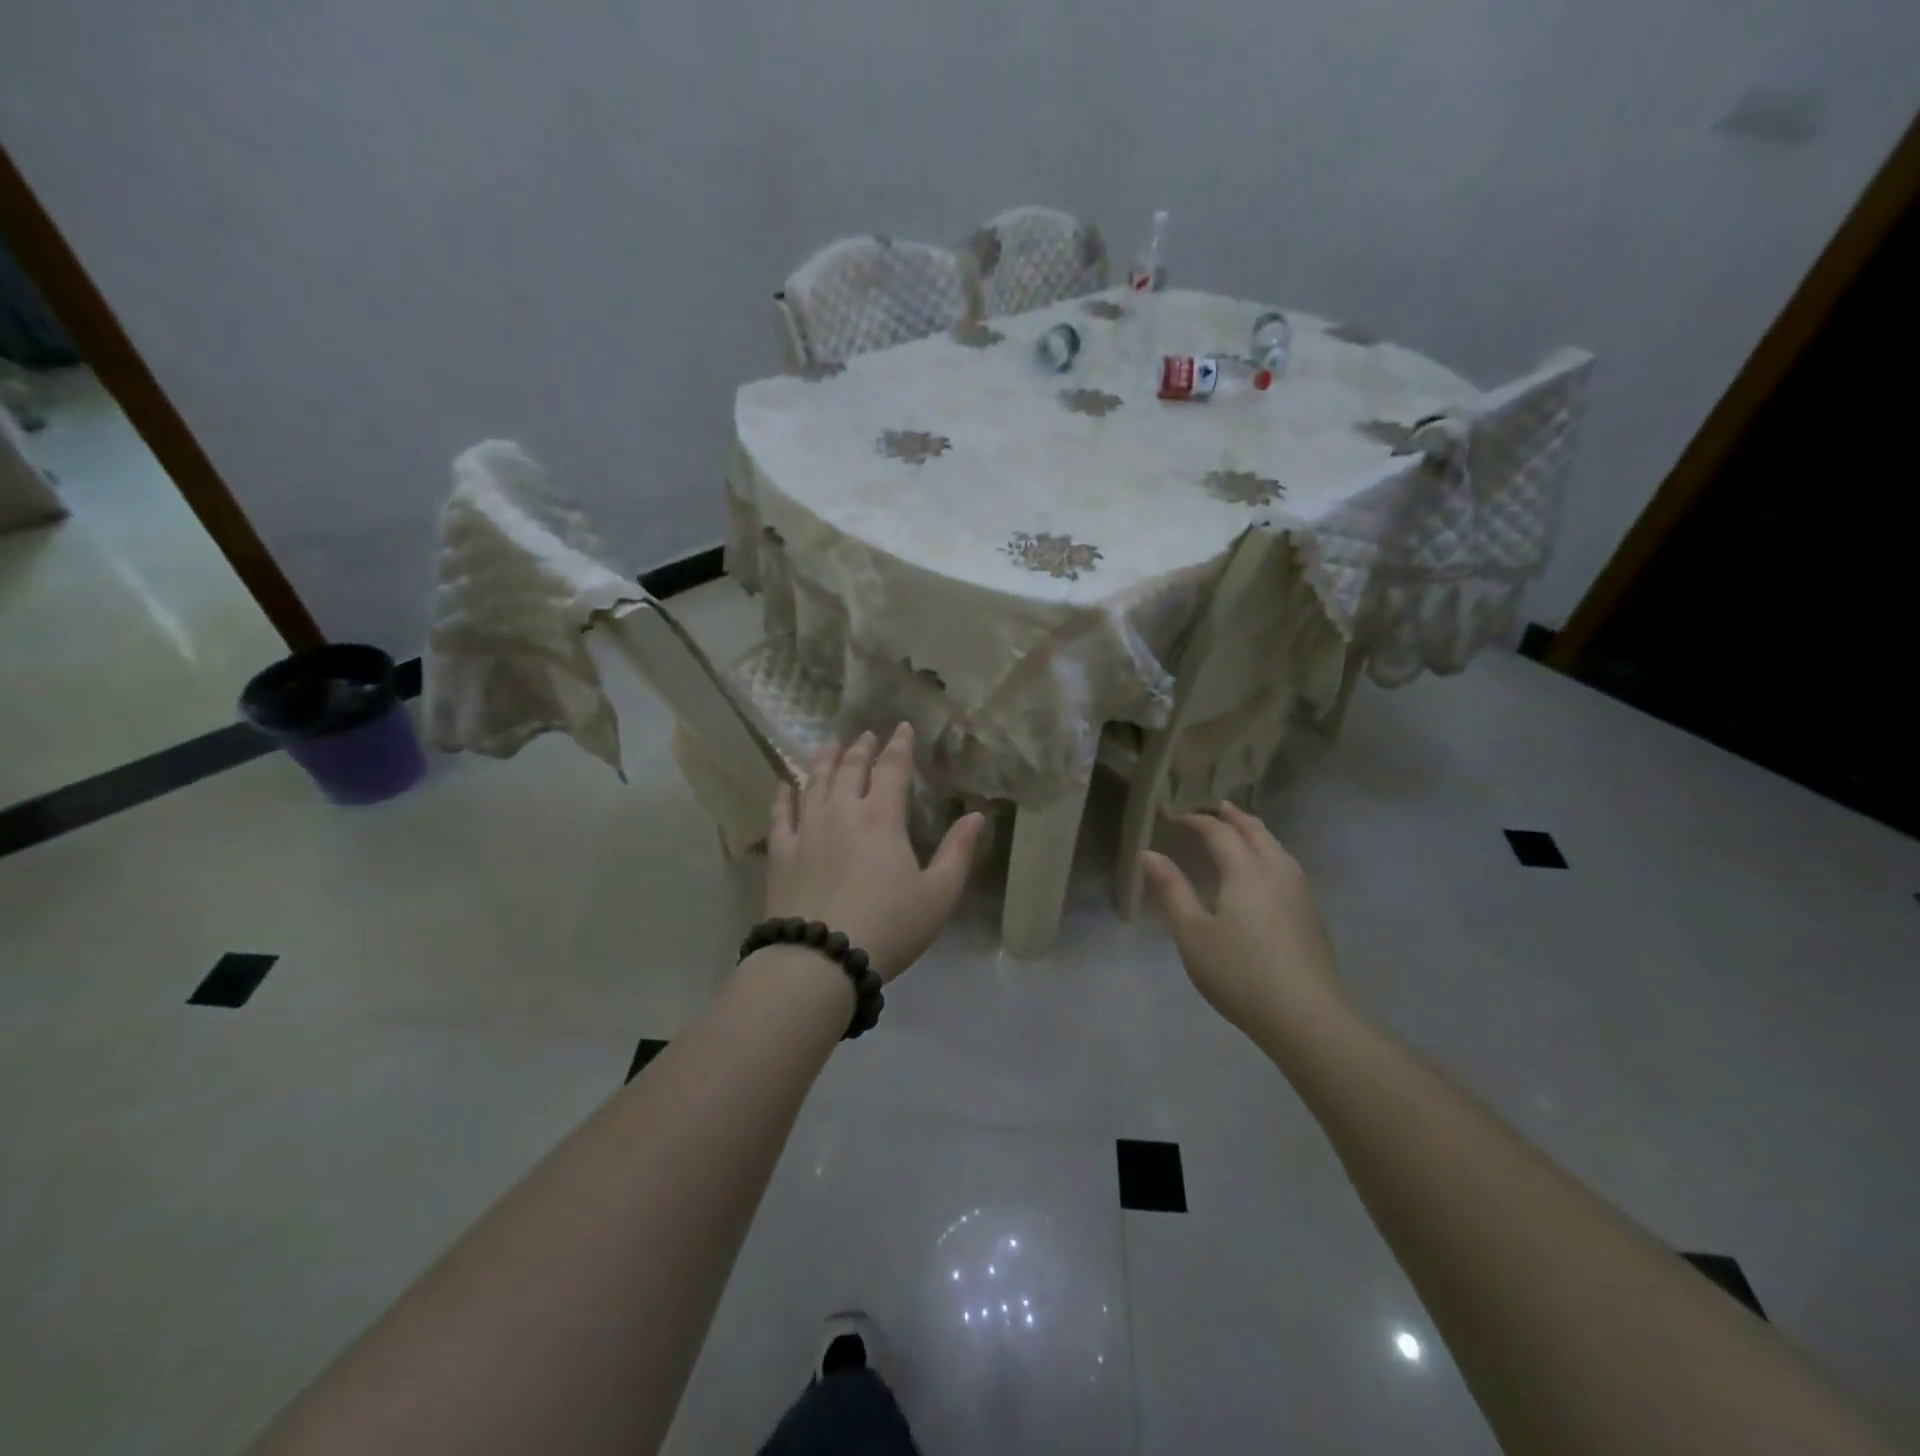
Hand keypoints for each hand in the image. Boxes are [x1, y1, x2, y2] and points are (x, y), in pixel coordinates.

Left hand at [767, 724, 984, 980]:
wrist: (821, 958)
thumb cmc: (889, 926)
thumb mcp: (938, 894)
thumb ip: (958, 852)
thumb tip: (977, 815)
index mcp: (882, 818)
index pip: (892, 769)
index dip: (899, 746)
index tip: (903, 727)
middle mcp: (842, 812)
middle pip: (850, 769)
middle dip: (861, 748)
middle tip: (866, 735)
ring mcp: (807, 829)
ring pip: (815, 783)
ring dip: (824, 761)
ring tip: (829, 746)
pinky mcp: (781, 851)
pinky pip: (780, 813)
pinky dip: (784, 795)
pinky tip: (785, 785)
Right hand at [1141, 802, 1344, 1033]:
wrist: (1305, 1015)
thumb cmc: (1238, 972)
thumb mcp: (1192, 933)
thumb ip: (1172, 890)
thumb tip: (1149, 854)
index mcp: (1245, 871)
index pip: (1219, 832)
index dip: (1197, 820)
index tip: (1176, 817)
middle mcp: (1276, 871)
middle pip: (1256, 832)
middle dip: (1234, 817)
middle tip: (1217, 808)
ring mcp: (1300, 892)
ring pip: (1277, 847)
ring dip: (1256, 832)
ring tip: (1241, 832)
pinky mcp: (1311, 914)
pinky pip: (1287, 865)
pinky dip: (1270, 852)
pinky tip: (1265, 871)